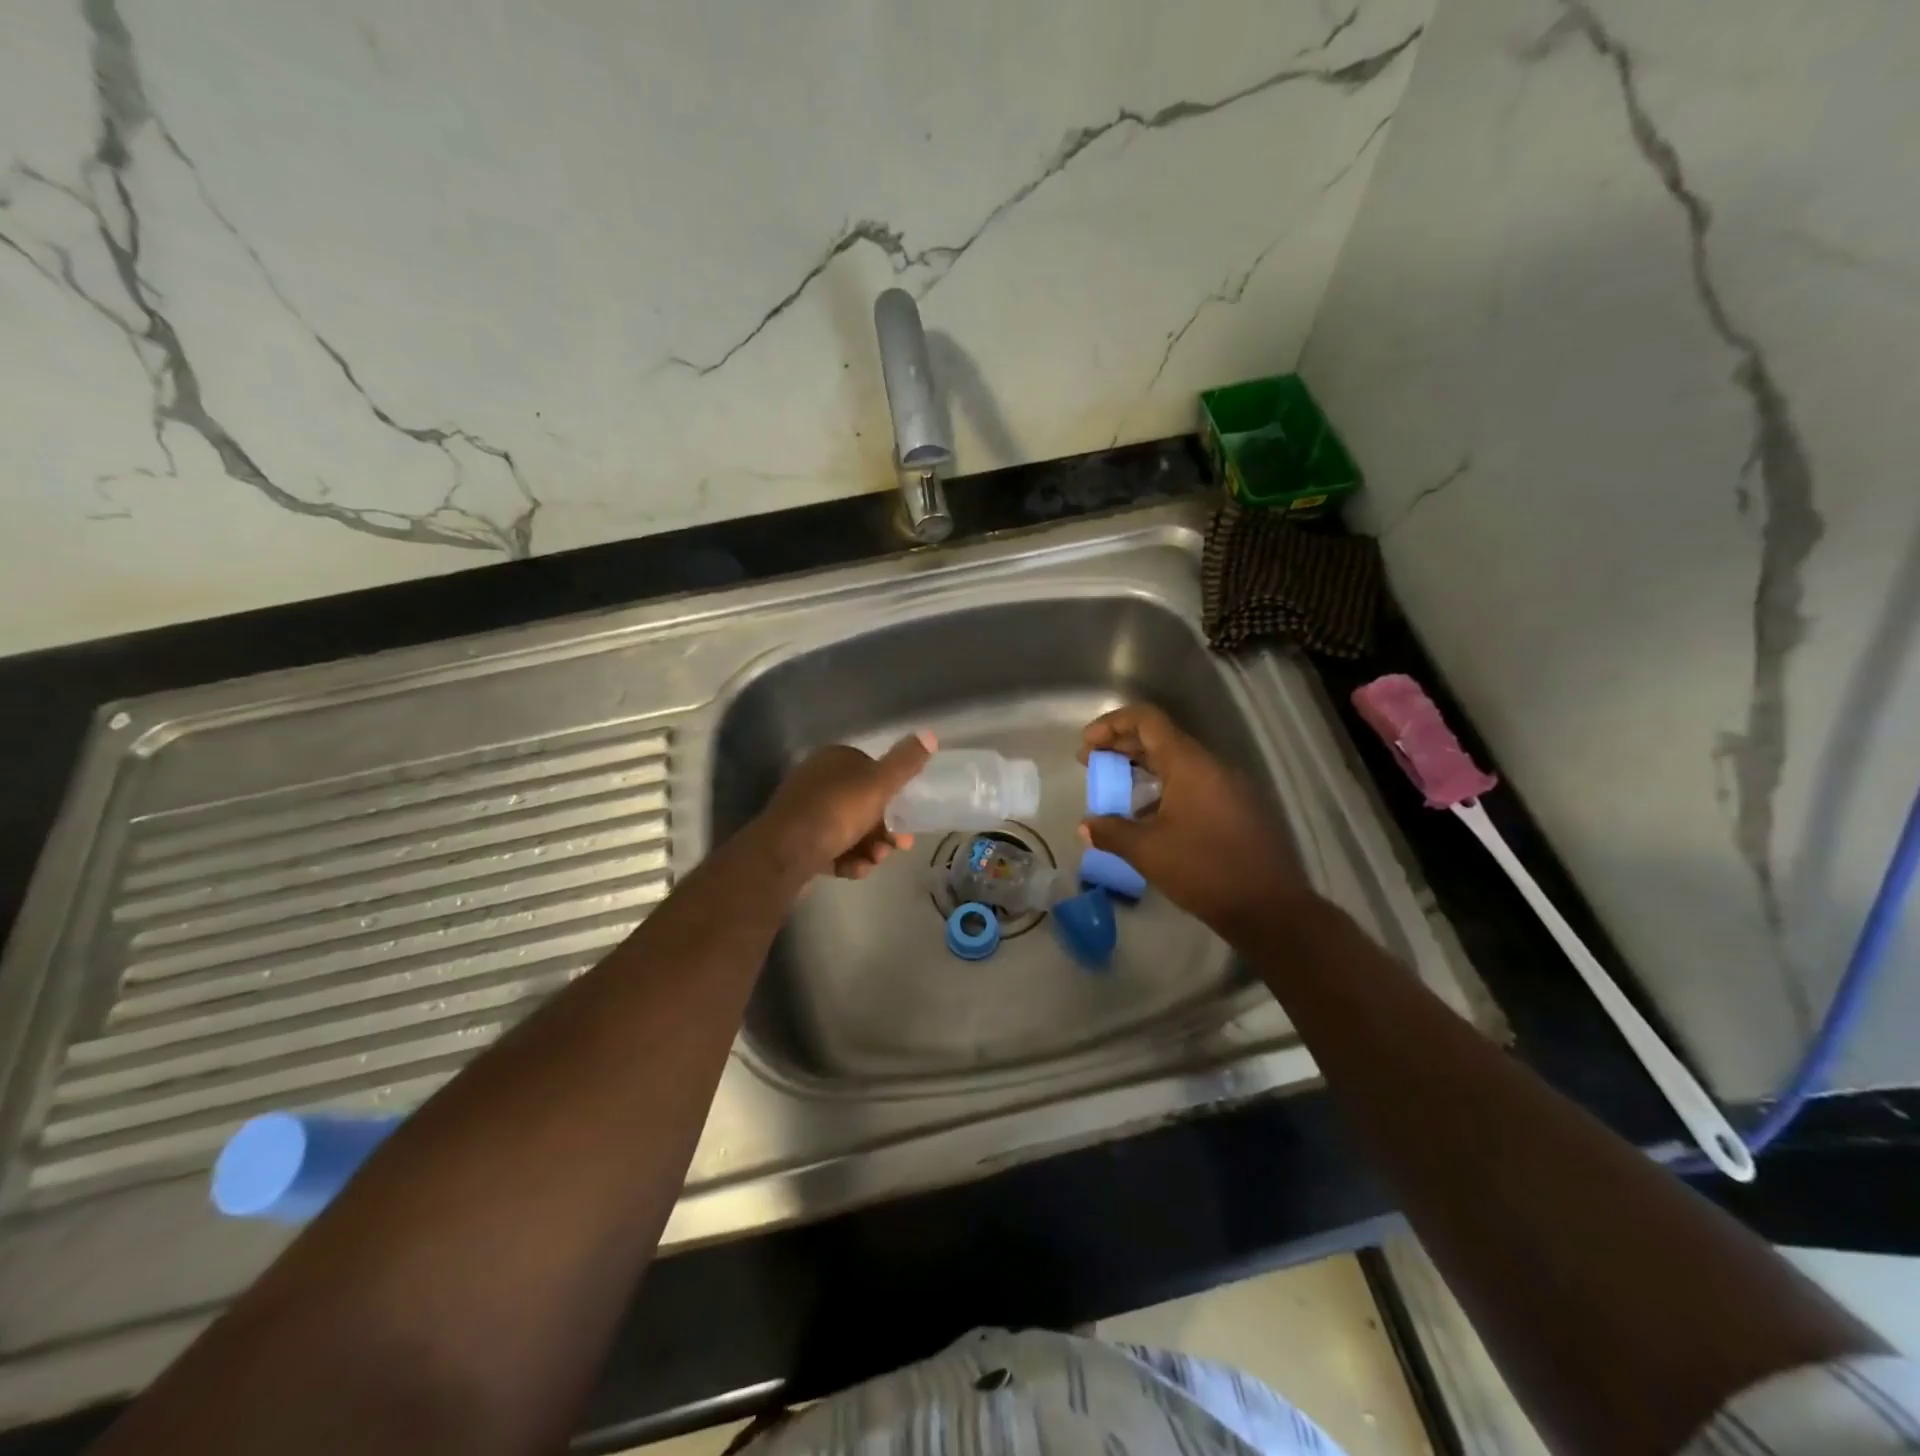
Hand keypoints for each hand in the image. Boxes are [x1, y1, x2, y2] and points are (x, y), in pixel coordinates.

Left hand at [757, 732, 934, 879]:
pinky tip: (853, 870)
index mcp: (834, 760)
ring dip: (868, 848)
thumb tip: (930, 734)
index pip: (871, 769)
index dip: (892, 793)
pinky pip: (831, 848)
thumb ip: (905, 763)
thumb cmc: (836, 811)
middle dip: (883, 828)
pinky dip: (846, 859)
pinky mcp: (796, 841)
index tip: (908, 815)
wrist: (785, 852)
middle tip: (898, 846)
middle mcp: (817, 780)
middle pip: (862, 803)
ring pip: (848, 829)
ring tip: (873, 862)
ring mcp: (805, 812)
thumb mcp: (879, 784)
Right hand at [1078, 704, 1307, 933]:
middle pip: (1160, 738)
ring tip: (1114, 789)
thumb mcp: (1148, 852)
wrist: (1269, 908)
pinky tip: (1146, 815)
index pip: (1147, 720)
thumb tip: (1086, 826)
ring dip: (1141, 768)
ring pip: (1177, 762)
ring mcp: (1228, 786)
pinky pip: (1193, 783)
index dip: (1112, 724)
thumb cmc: (1204, 870)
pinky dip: (1163, 787)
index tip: (1087, 746)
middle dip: (1121, 746)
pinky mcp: (1236, 808)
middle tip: (1091, 764)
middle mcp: (1211, 766)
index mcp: (1189, 764)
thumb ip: (1111, 832)